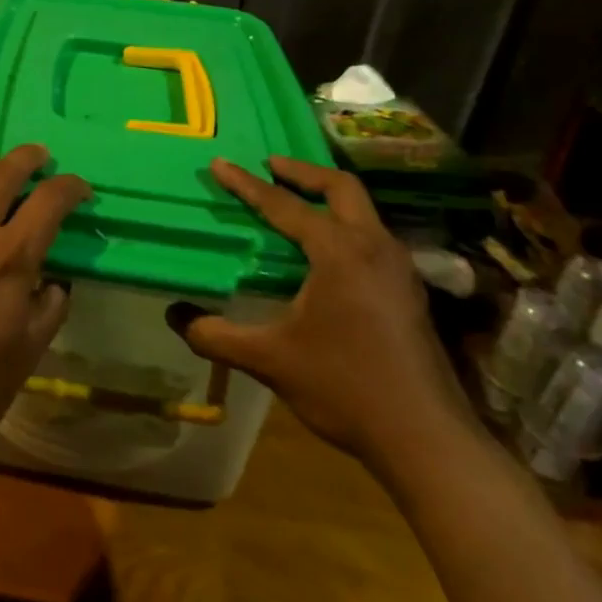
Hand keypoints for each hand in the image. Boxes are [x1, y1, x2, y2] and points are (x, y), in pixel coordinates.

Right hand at [170, 156, 469, 468]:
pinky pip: (372, 236)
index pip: (284, 206)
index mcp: (339, 253)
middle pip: (341, 188)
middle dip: (302, 171)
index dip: (247, 184)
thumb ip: (216, 335)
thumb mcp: (269, 360)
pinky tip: (326, 252)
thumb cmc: (345, 387)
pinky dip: (344, 224)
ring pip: (363, 211)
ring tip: (296, 201)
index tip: (220, 163)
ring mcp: (399, 269)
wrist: (426, 438)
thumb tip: (175, 316)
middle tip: (270, 165)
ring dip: (327, 197)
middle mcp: (374, 248)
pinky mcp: (409, 292)